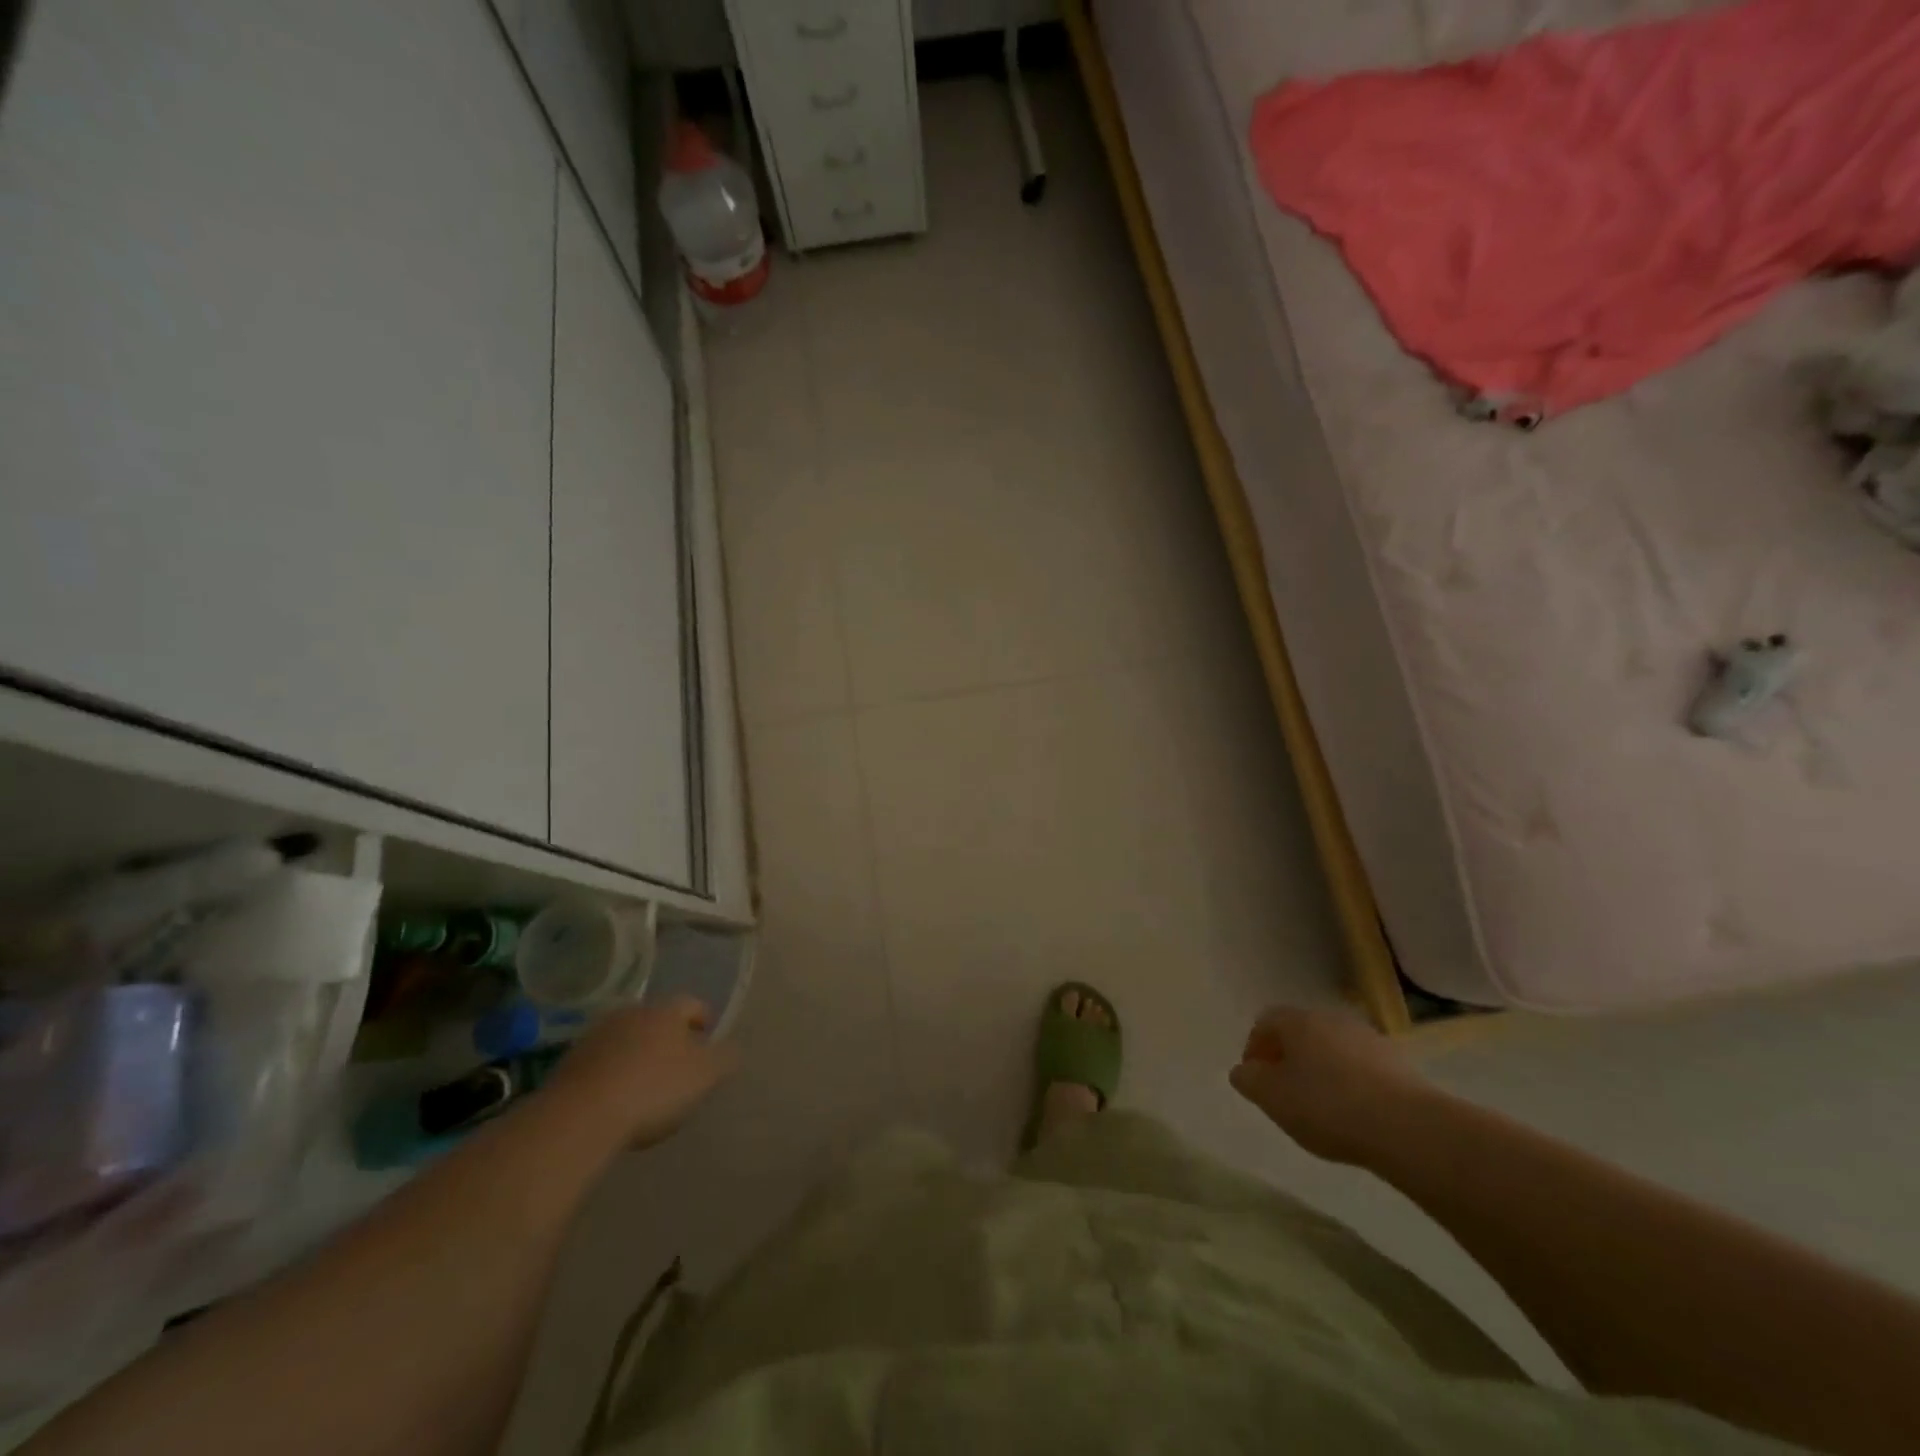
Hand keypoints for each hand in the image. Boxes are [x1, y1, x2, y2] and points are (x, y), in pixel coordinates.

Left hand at [544, 996, 737, 1148]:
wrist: (580, 1116)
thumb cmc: (653, 1088)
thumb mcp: (704, 1076)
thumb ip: (724, 1059)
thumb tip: (732, 1049)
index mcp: (666, 1011)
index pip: (692, 1004)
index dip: (703, 1019)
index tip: (708, 1036)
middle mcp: (631, 1013)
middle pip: (657, 1019)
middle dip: (669, 1036)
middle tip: (679, 1062)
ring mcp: (596, 1036)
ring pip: (627, 1038)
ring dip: (638, 1053)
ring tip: (645, 1083)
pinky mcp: (570, 1062)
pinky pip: (602, 1061)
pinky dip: (612, 1072)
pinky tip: (616, 1097)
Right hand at [1228, 1007, 1431, 1166]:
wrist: (1408, 1127)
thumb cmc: (1327, 1106)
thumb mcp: (1272, 1098)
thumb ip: (1249, 1080)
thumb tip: (1243, 1070)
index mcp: (1297, 1021)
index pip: (1265, 1022)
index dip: (1254, 1048)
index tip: (1255, 1078)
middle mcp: (1331, 1018)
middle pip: (1300, 1032)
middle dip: (1288, 1057)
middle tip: (1284, 1091)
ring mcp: (1367, 1038)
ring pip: (1332, 1048)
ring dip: (1320, 1068)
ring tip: (1321, 1105)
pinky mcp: (1398, 1062)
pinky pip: (1360, 1066)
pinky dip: (1350, 1082)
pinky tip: (1354, 1111)